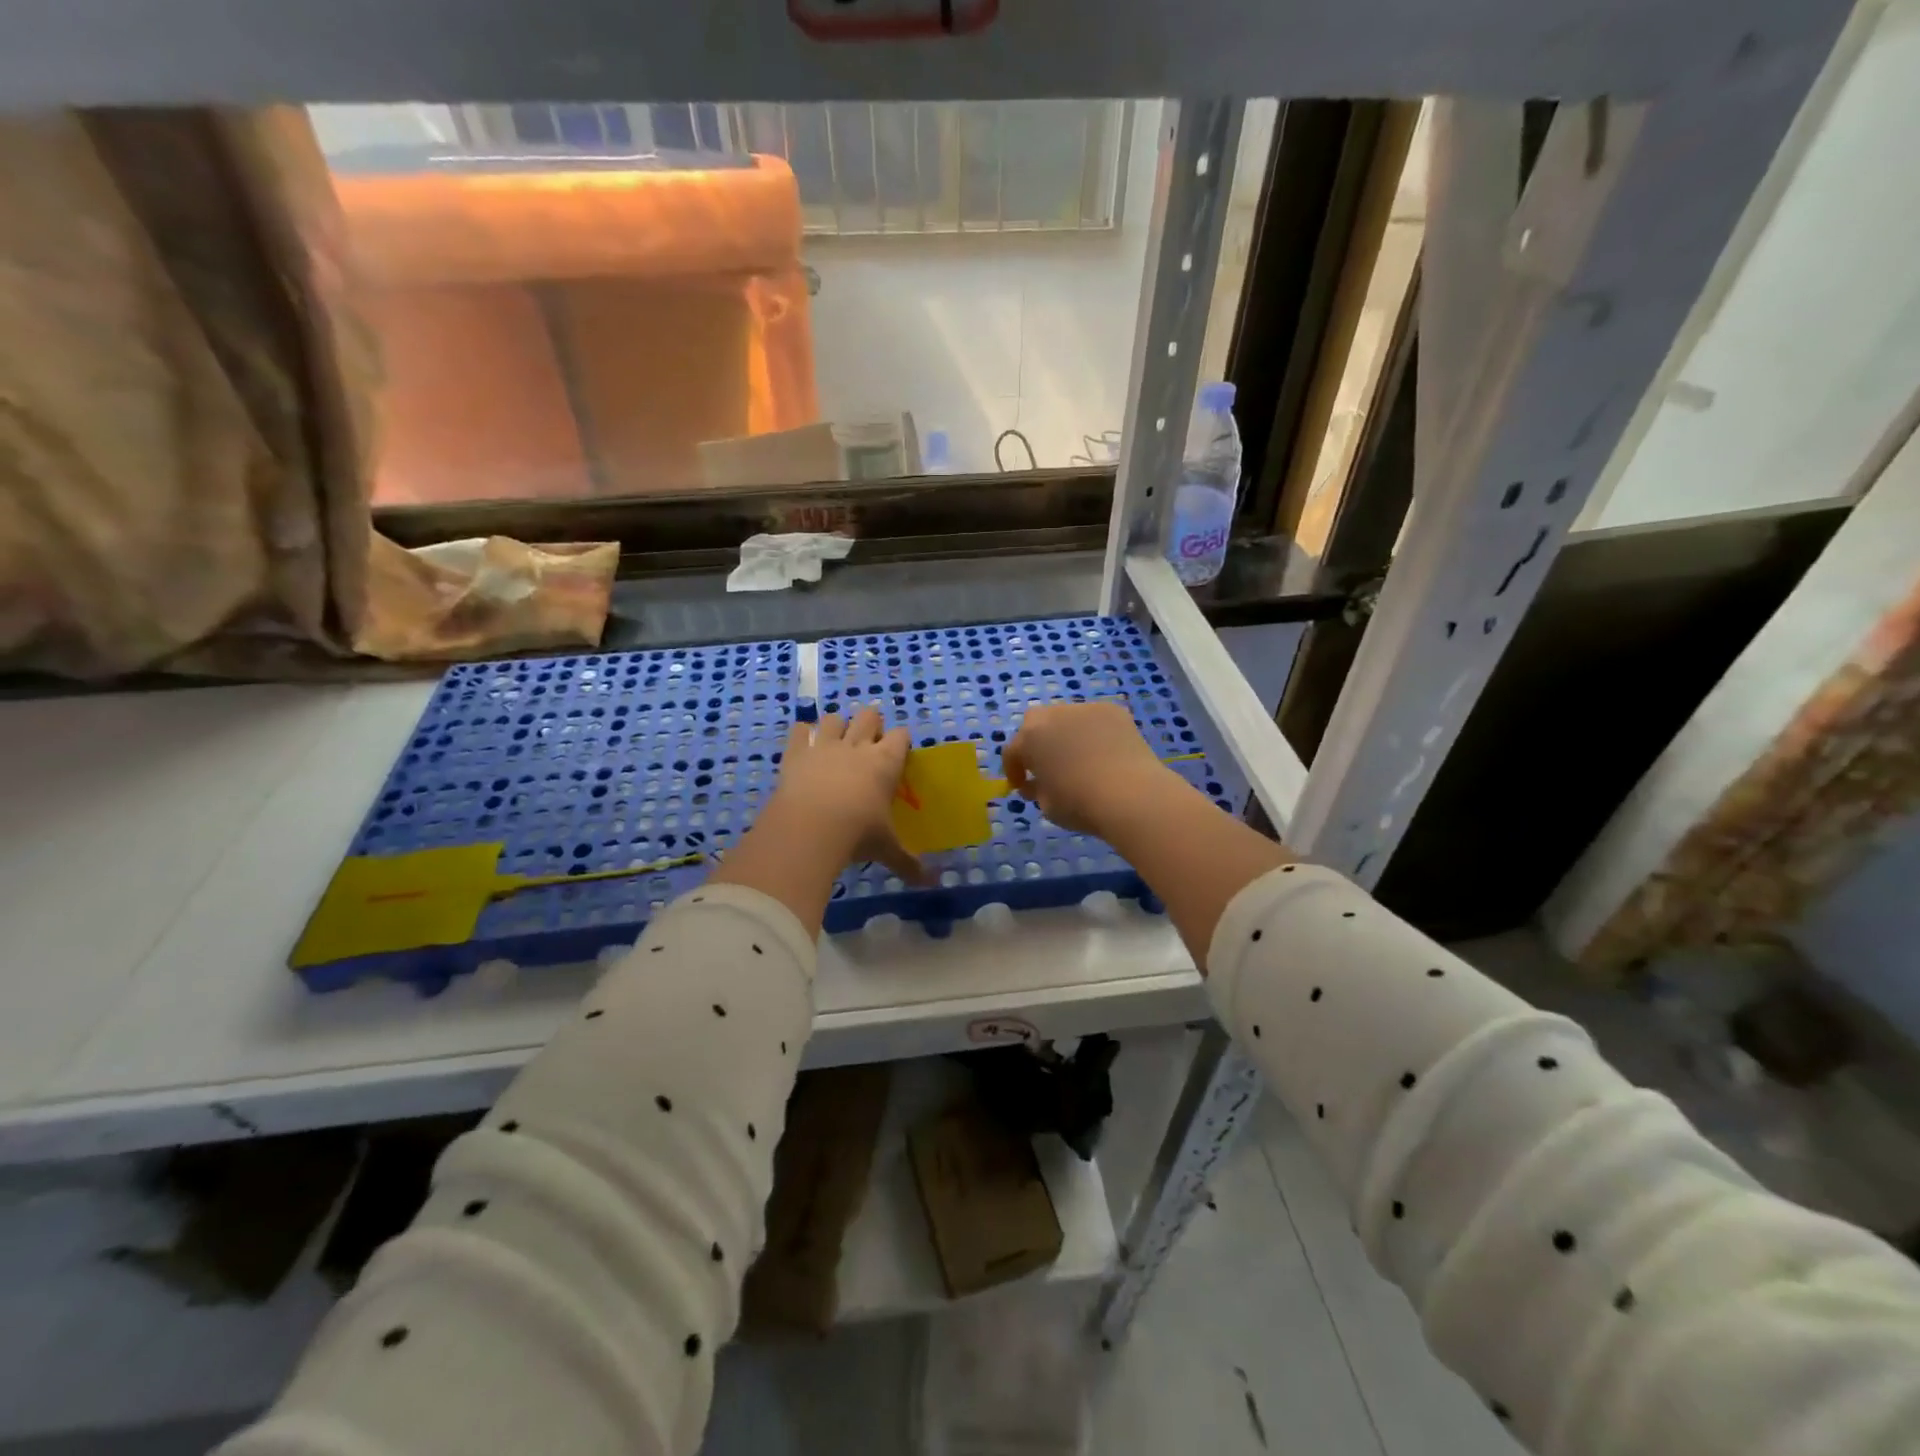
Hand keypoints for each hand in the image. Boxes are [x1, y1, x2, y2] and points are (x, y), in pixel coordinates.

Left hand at [772, 707, 923, 881]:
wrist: (809, 829)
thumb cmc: (857, 834)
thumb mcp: (886, 850)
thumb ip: (909, 863)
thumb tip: (931, 884)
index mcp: (885, 762)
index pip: (901, 736)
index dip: (900, 741)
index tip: (899, 753)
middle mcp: (857, 746)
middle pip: (869, 715)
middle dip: (871, 724)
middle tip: (868, 745)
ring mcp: (824, 745)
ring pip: (834, 718)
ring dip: (836, 727)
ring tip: (836, 744)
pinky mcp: (796, 752)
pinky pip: (799, 730)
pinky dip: (802, 736)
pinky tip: (804, 748)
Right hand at [1001, 701, 1171, 836]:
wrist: (1131, 794)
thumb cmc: (1080, 804)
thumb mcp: (1047, 806)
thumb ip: (1036, 790)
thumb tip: (1037, 783)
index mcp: (1030, 738)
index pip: (1013, 751)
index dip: (1014, 770)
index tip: (1022, 786)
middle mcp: (1053, 715)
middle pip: (1036, 724)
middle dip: (1038, 742)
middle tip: (1047, 764)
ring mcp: (1084, 709)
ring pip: (1067, 718)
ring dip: (1066, 734)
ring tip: (1080, 757)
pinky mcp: (1112, 710)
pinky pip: (1094, 720)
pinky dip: (1094, 733)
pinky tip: (1105, 753)